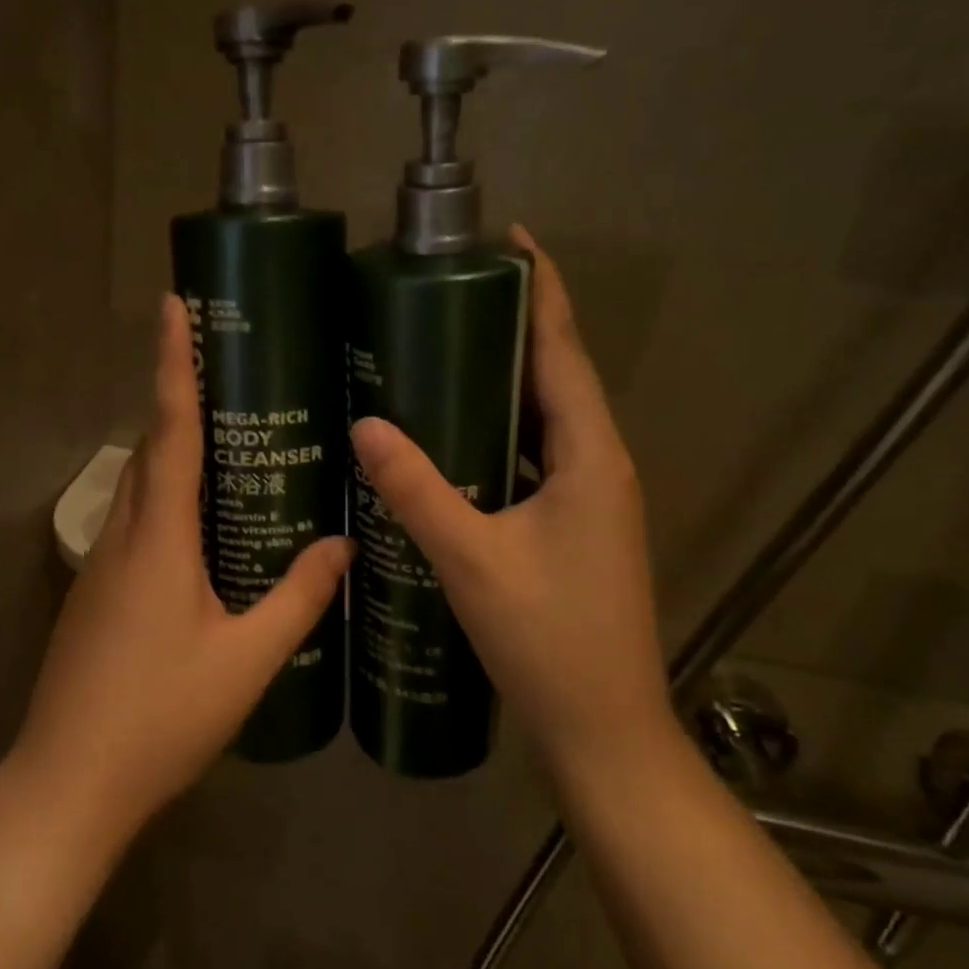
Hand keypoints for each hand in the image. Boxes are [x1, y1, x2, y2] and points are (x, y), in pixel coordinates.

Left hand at [11, 294, 351, 841]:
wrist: (69, 783)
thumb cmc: (161, 716)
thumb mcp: (246, 659)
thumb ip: (298, 597)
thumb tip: (343, 545)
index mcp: (158, 537)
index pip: (170, 428)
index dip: (173, 363)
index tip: (172, 305)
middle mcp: (122, 536)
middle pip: (150, 449)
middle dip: (180, 403)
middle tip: (232, 379)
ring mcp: (100, 566)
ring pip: (138, 488)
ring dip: (172, 454)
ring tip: (228, 447)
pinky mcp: (94, 595)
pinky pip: (133, 524)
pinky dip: (164, 502)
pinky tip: (200, 531)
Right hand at [349, 226, 669, 766]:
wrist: (603, 730)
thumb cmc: (547, 640)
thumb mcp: (471, 560)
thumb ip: (417, 490)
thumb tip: (365, 424)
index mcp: (589, 456)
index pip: (563, 350)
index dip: (541, 289)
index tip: (509, 239)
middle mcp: (599, 465)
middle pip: (557, 376)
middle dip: (513, 326)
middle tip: (448, 293)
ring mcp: (591, 499)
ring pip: (545, 419)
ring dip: (506, 380)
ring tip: (443, 349)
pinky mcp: (575, 527)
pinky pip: (536, 457)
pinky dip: (501, 432)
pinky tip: (456, 437)